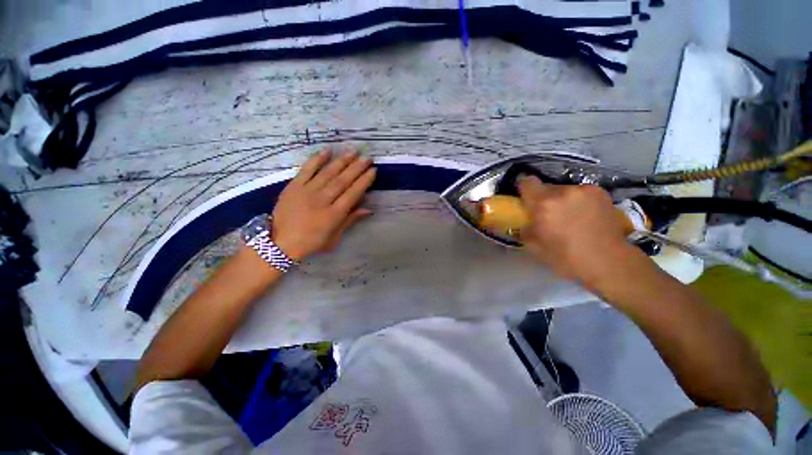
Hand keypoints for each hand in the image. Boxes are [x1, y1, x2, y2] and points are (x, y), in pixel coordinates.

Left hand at [271, 147, 375, 260]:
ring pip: (328, 173)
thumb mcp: (335, 237)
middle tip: (367, 157)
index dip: (364, 181)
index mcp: (333, 215)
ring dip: (342, 161)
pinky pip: (306, 170)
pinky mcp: (293, 186)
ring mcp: (307, 191)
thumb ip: (350, 220)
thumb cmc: (311, 243)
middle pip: (342, 181)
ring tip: (353, 151)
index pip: (353, 193)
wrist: (280, 243)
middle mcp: (322, 200)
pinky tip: (327, 150)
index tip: (373, 170)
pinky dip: (317, 159)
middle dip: (357, 168)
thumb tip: (368, 209)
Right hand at [517, 176, 638, 288]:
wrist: (609, 262)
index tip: (524, 198)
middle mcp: (563, 191)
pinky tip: (584, 216)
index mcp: (543, 205)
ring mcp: (584, 190)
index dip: (523, 188)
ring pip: (563, 190)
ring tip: (569, 217)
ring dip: (561, 200)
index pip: (527, 182)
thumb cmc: (566, 258)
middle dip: (543, 199)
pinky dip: (577, 201)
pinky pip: (579, 193)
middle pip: (545, 187)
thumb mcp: (534, 247)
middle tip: (547, 214)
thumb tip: (521, 222)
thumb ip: (524, 229)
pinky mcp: (600, 192)